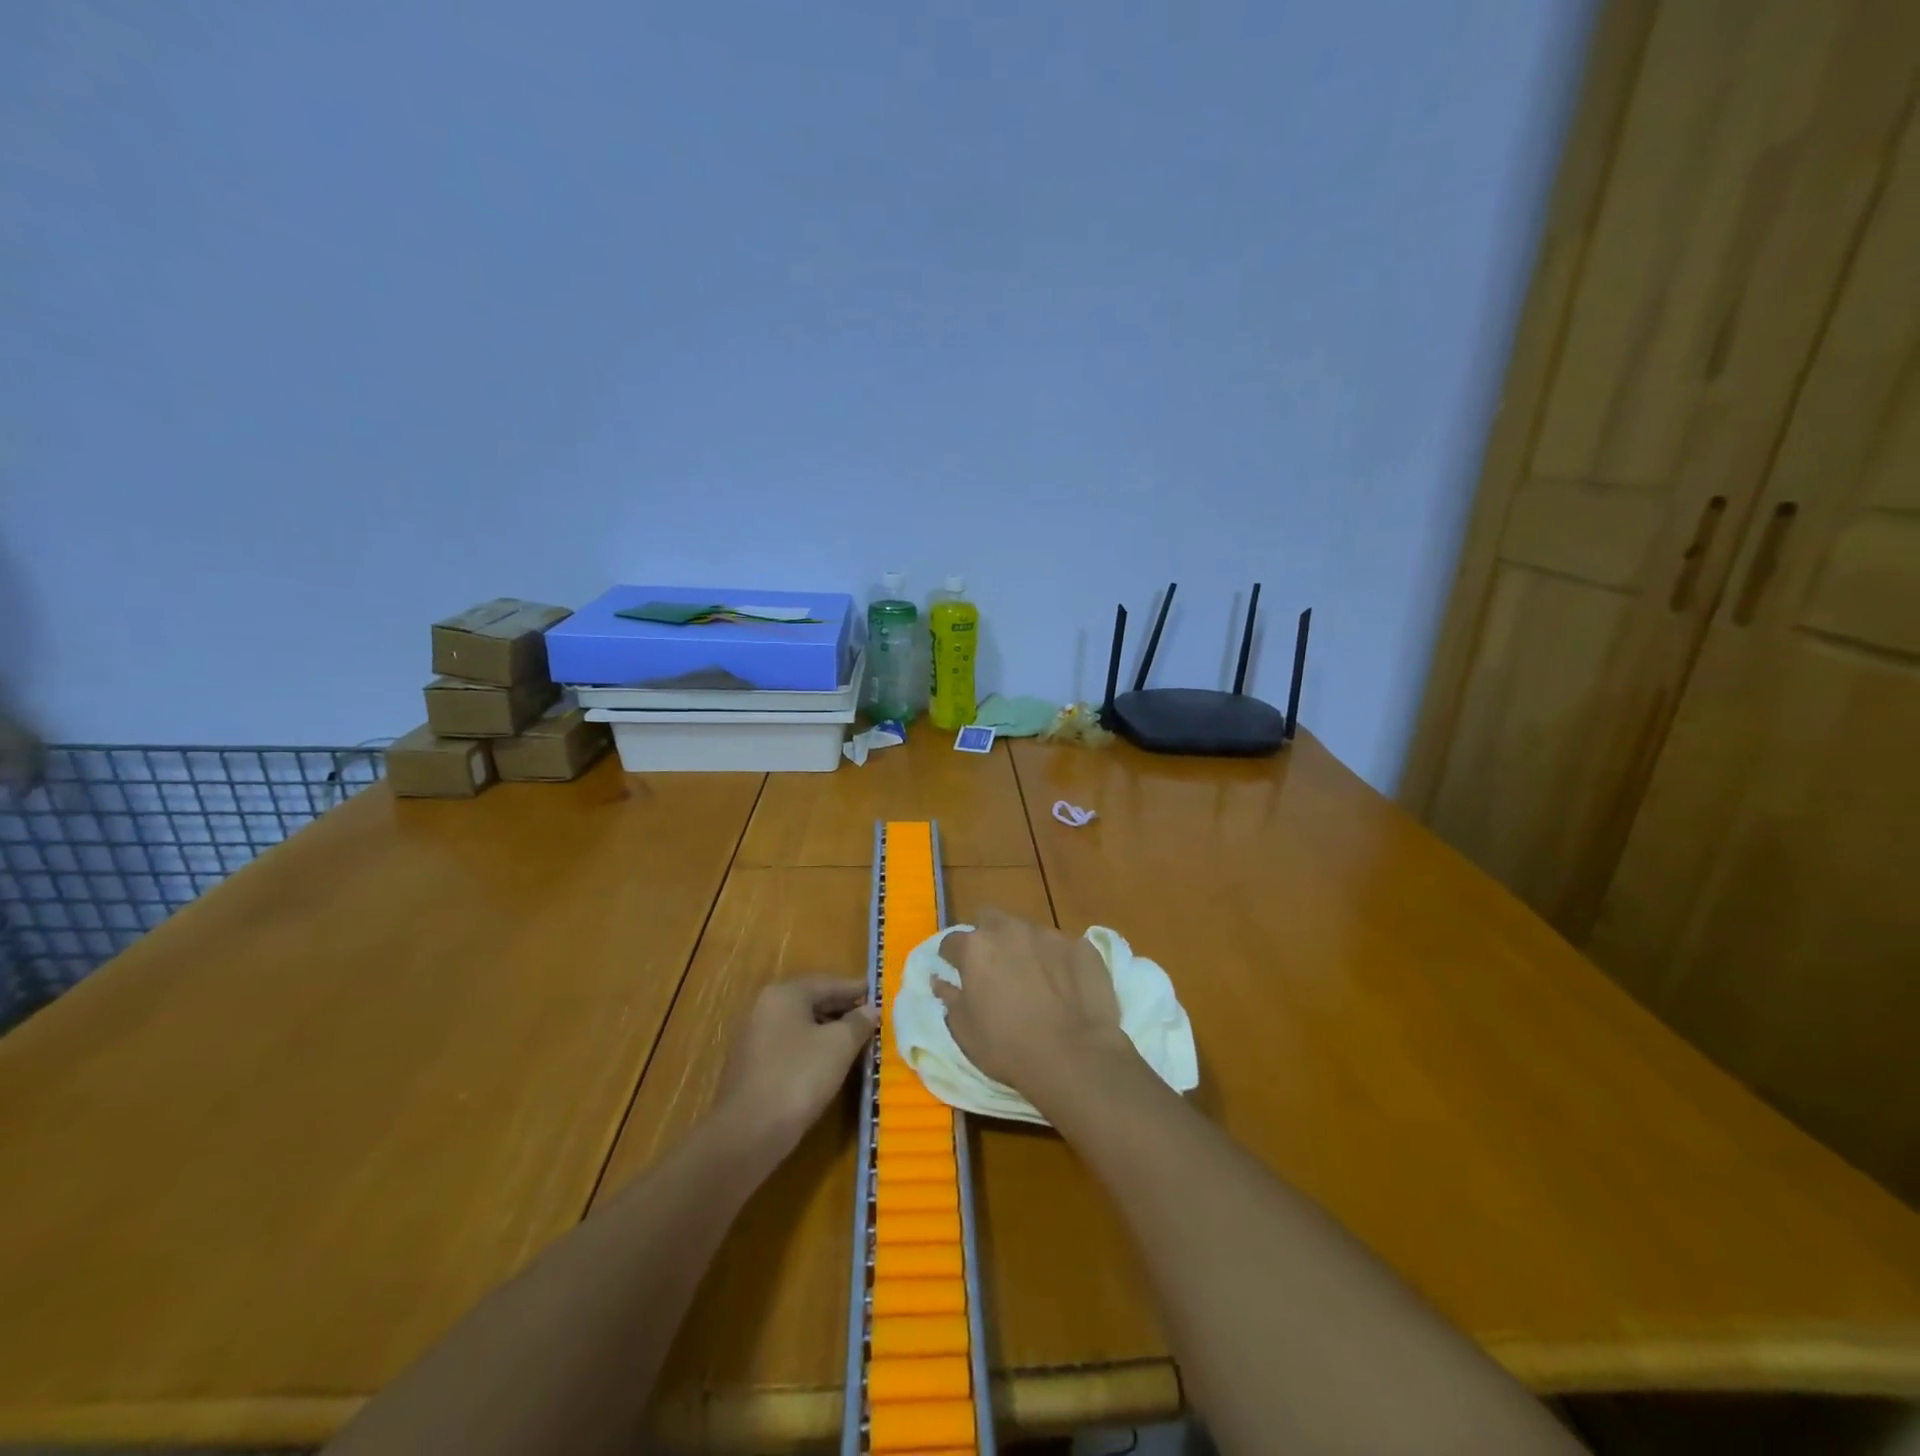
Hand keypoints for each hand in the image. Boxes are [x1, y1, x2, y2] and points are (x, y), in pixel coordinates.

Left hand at [714, 978, 875, 1148]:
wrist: (747, 1133)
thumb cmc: (798, 1077)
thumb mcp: (839, 1046)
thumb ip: (858, 1023)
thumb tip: (870, 1010)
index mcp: (784, 994)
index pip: (828, 983)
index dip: (856, 990)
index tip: (879, 994)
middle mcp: (764, 1007)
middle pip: (812, 1001)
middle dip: (843, 1010)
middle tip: (871, 1018)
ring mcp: (753, 1036)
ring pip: (800, 1025)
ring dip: (828, 1030)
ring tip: (855, 1042)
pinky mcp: (751, 1065)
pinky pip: (788, 1046)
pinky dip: (811, 1048)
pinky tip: (828, 1063)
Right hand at [936, 909, 1129, 1099]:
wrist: (1075, 1057)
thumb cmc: (1009, 1048)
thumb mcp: (965, 1032)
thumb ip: (950, 998)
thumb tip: (940, 980)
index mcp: (977, 948)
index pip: (952, 941)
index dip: (952, 957)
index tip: (956, 972)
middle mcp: (1011, 930)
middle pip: (990, 920)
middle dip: (988, 937)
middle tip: (994, 968)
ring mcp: (1050, 934)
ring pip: (1029, 931)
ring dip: (1025, 948)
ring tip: (1035, 979)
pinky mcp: (1081, 945)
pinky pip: (1062, 947)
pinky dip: (1058, 961)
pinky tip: (1066, 986)